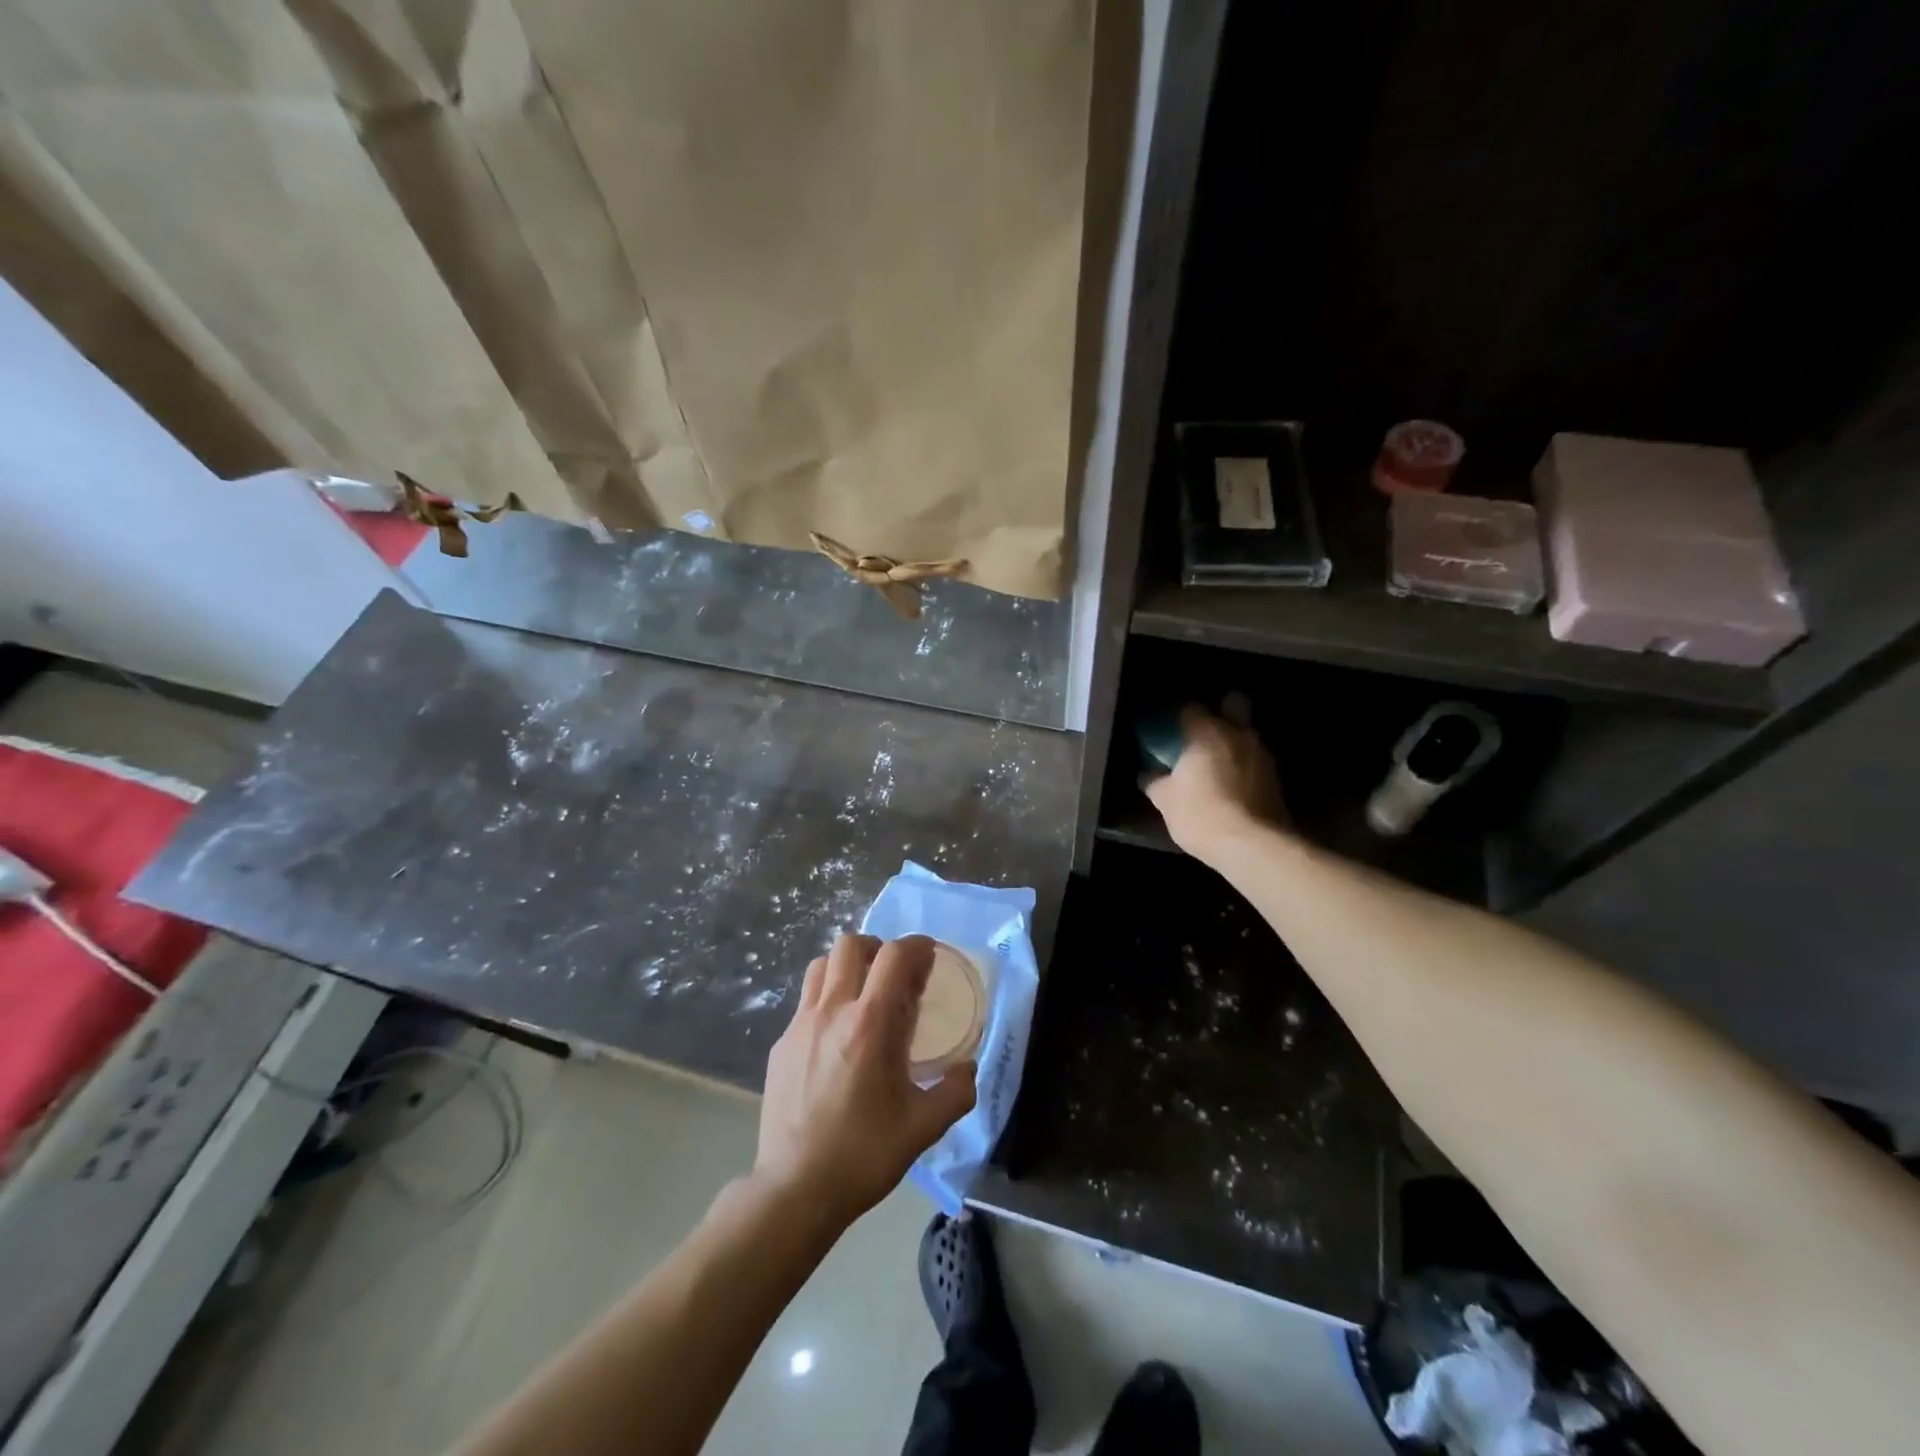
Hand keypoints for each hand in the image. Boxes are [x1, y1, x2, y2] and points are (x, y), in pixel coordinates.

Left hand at [755, 934, 975, 1226]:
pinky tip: (836, 1035)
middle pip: (851, 945)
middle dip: (878, 949)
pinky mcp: (781, 1043)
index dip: (916, 947)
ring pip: (821, 965)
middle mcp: (832, 1011)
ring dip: (846, 966)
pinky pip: (805, 999)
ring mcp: (800, 1024)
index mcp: (870, 1023)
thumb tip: (968, 1069)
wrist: (795, 1189)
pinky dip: (826, 998)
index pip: (894, 955)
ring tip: (863, 994)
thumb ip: (956, 1092)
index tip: (929, 958)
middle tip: (895, 976)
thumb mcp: (924, 1127)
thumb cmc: (863, 1154)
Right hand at [1143, 701, 1283, 858]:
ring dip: (1236, 740)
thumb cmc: (1201, 814)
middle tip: (1206, 728)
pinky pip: (1257, 759)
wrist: (1252, 845)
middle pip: (1234, 703)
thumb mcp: (1165, 801)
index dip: (1180, 715)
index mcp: (1206, 732)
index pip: (1191, 707)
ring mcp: (1262, 754)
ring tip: (1220, 761)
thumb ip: (1155, 782)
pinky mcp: (1276, 778)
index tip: (1171, 728)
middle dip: (1223, 709)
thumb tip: (1147, 775)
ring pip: (1249, 732)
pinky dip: (1246, 764)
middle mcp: (1238, 734)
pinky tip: (1235, 783)